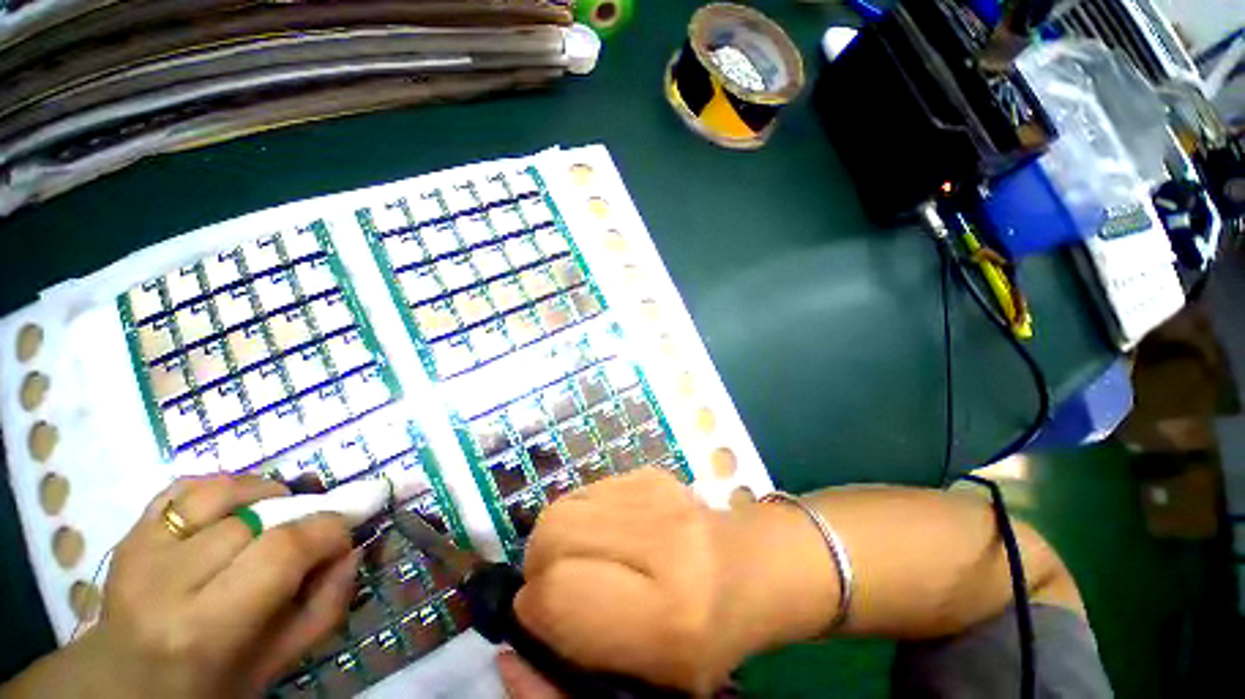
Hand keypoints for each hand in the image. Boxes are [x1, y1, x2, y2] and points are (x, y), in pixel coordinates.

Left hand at [8, 474, 358, 698]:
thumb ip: (326, 604)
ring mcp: (139, 550)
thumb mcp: (277, 663)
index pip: (283, 549)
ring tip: (275, 512)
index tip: (344, 534)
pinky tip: (235, 508)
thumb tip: (352, 547)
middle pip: (256, 516)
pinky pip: (184, 487)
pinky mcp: (128, 532)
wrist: (126, 684)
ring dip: (263, 493)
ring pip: (220, 490)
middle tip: (311, 529)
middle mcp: (165, 582)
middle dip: (300, 514)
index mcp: (205, 628)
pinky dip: (223, 487)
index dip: (328, 530)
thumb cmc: (209, 685)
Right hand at [513, 469, 836, 694]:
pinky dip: (580, 516)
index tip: (539, 619)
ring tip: (581, 560)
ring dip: (557, 538)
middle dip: (538, 564)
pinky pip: (587, 491)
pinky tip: (605, 534)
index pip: (559, 591)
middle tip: (555, 587)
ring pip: (564, 505)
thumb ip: (562, 688)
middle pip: (553, 531)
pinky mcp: (651, 472)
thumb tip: (508, 654)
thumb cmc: (702, 641)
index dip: (534, 609)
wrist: (749, 567)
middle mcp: (662, 538)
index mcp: (667, 611)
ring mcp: (657, 492)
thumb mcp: (641, 690)